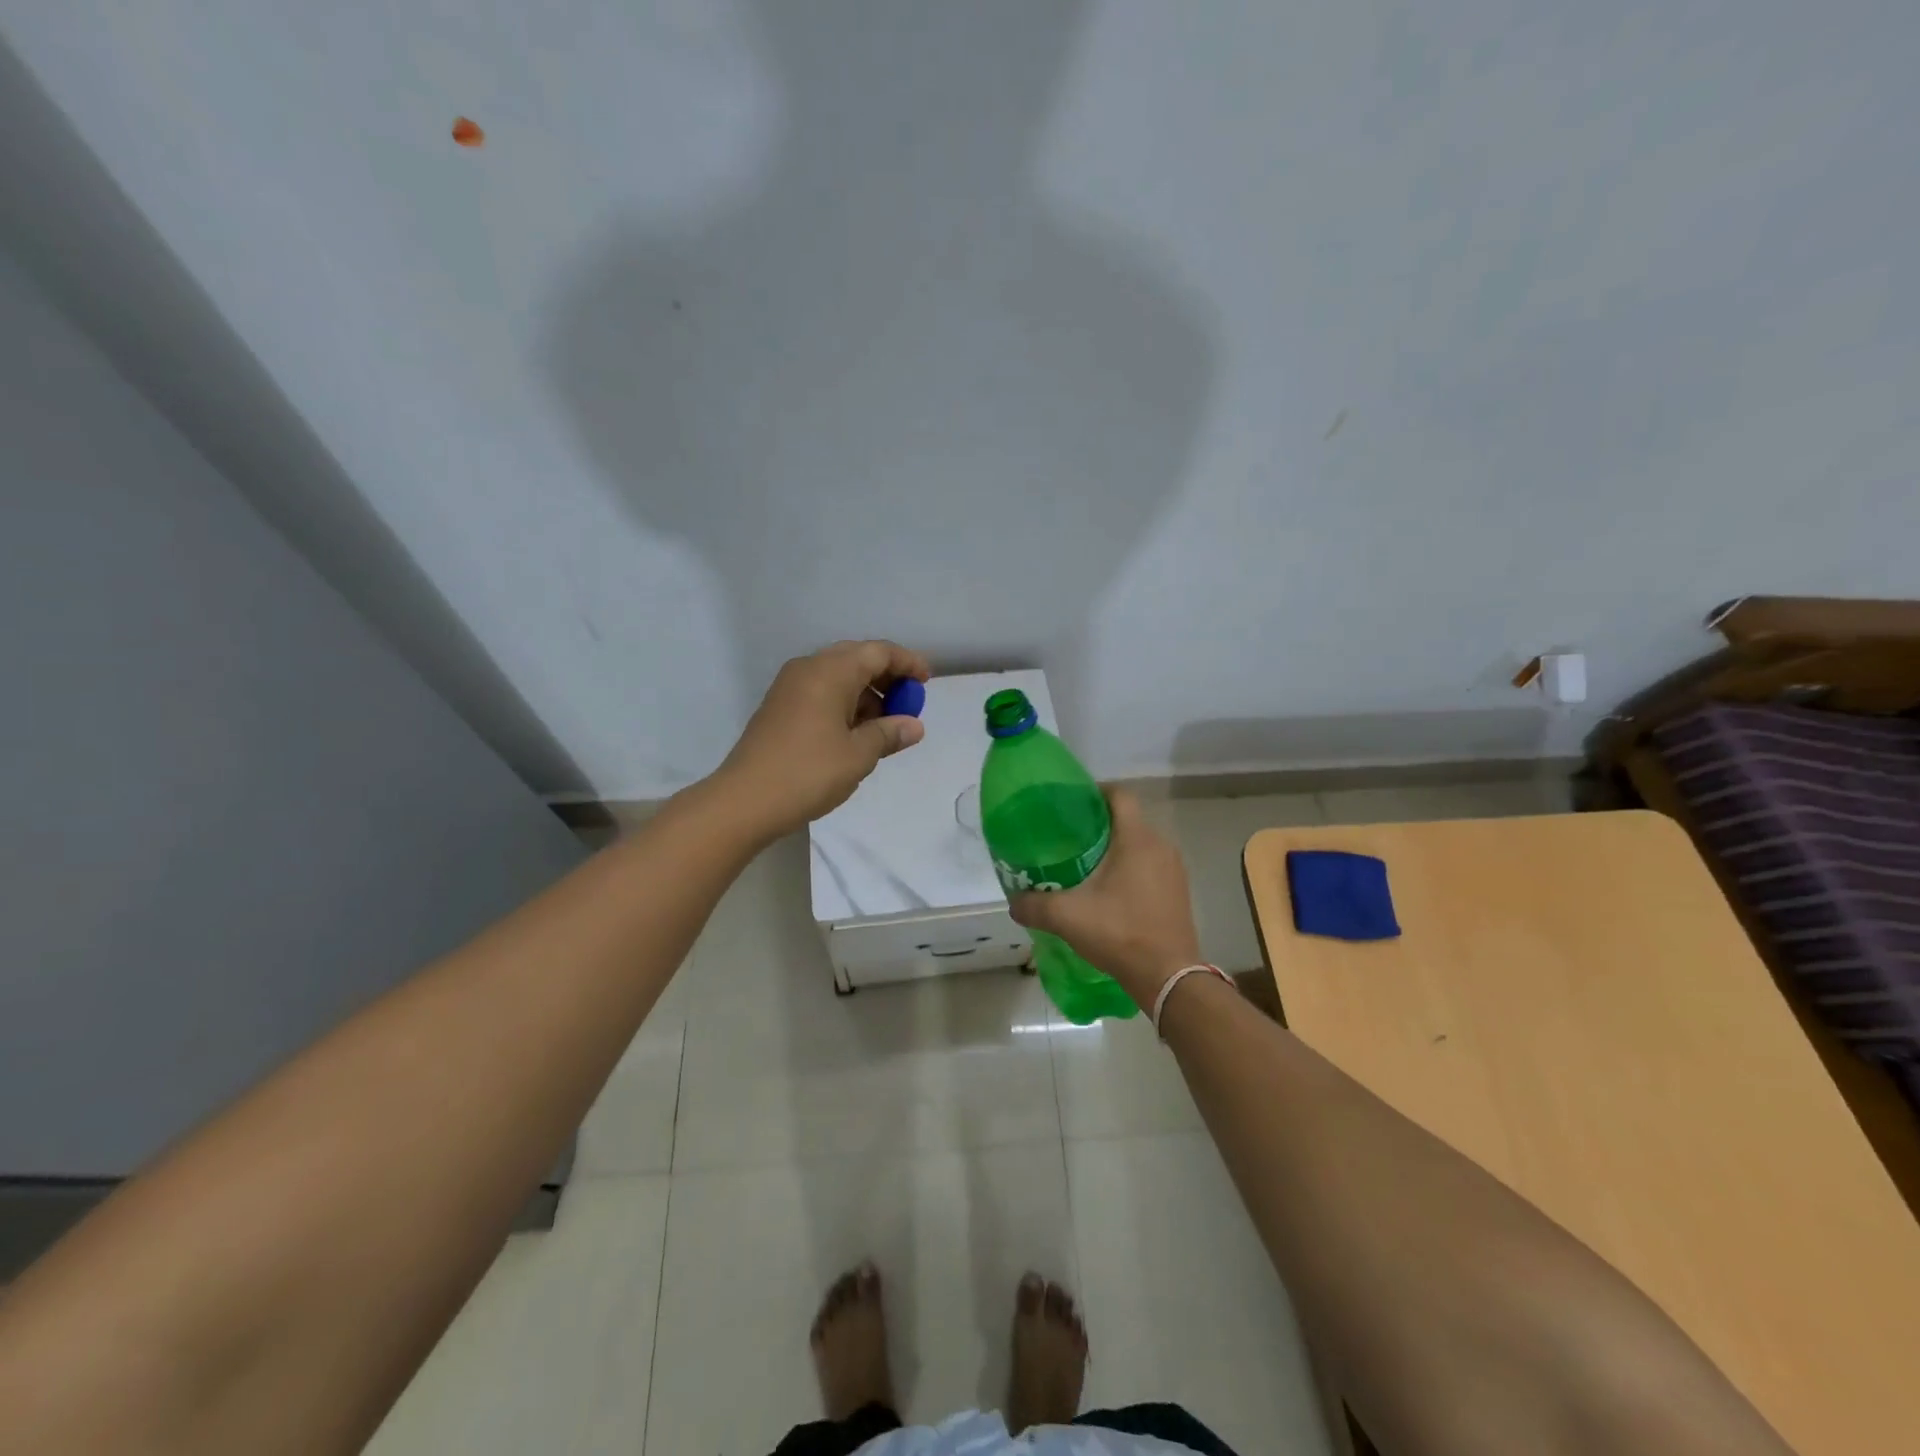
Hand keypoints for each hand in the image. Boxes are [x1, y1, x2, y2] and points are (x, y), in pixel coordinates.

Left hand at [716, 640, 930, 836]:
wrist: (745, 800)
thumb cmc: (808, 772)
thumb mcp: (858, 755)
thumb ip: (889, 734)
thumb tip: (913, 726)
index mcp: (830, 671)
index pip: (878, 652)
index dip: (907, 663)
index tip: (927, 681)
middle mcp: (808, 669)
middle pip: (857, 659)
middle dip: (887, 677)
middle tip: (908, 702)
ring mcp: (790, 687)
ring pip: (838, 676)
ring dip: (866, 693)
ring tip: (885, 725)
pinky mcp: (780, 707)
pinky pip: (822, 692)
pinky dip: (845, 704)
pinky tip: (856, 732)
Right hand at [1007, 788, 1202, 1010]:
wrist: (1168, 977)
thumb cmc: (1119, 933)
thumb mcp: (1067, 917)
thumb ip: (1034, 905)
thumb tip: (1013, 902)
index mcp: (1137, 839)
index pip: (1119, 794)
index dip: (1094, 791)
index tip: (1070, 804)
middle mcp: (1160, 846)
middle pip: (1128, 819)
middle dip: (1099, 823)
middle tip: (1068, 837)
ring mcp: (1174, 869)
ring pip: (1140, 843)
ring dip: (1116, 847)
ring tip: (1085, 863)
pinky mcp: (1178, 891)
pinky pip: (1151, 865)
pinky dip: (1130, 868)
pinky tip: (1109, 891)